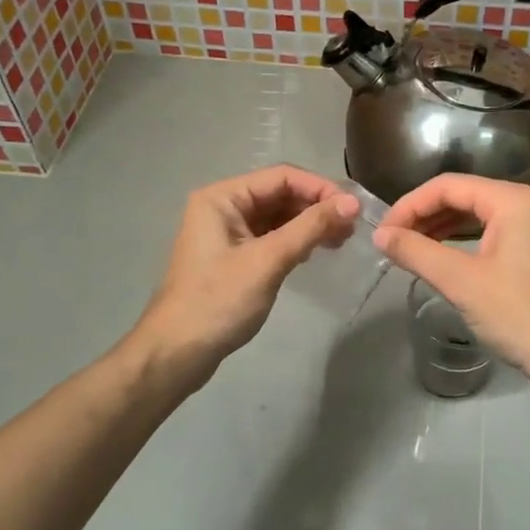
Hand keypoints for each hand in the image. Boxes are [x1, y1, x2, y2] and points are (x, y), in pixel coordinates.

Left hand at [132, 166, 359, 381]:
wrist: (176, 353)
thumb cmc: (218, 302)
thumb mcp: (268, 261)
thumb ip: (310, 228)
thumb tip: (351, 203)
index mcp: (222, 197)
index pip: (281, 177)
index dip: (319, 188)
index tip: (353, 209)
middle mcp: (223, 207)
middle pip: (279, 194)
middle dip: (316, 207)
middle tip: (351, 229)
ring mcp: (226, 233)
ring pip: (277, 217)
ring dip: (308, 225)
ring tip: (340, 241)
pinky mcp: (233, 256)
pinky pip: (270, 237)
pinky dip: (294, 241)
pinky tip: (315, 252)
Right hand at [374, 174, 529, 378]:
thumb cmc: (517, 314)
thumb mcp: (461, 282)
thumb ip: (417, 252)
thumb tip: (380, 236)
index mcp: (512, 200)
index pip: (448, 186)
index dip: (409, 205)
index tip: (383, 232)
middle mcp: (526, 204)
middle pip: (463, 195)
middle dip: (423, 215)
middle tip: (392, 241)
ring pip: (475, 214)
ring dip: (440, 227)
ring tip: (410, 248)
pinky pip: (490, 232)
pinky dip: (461, 240)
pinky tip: (440, 256)